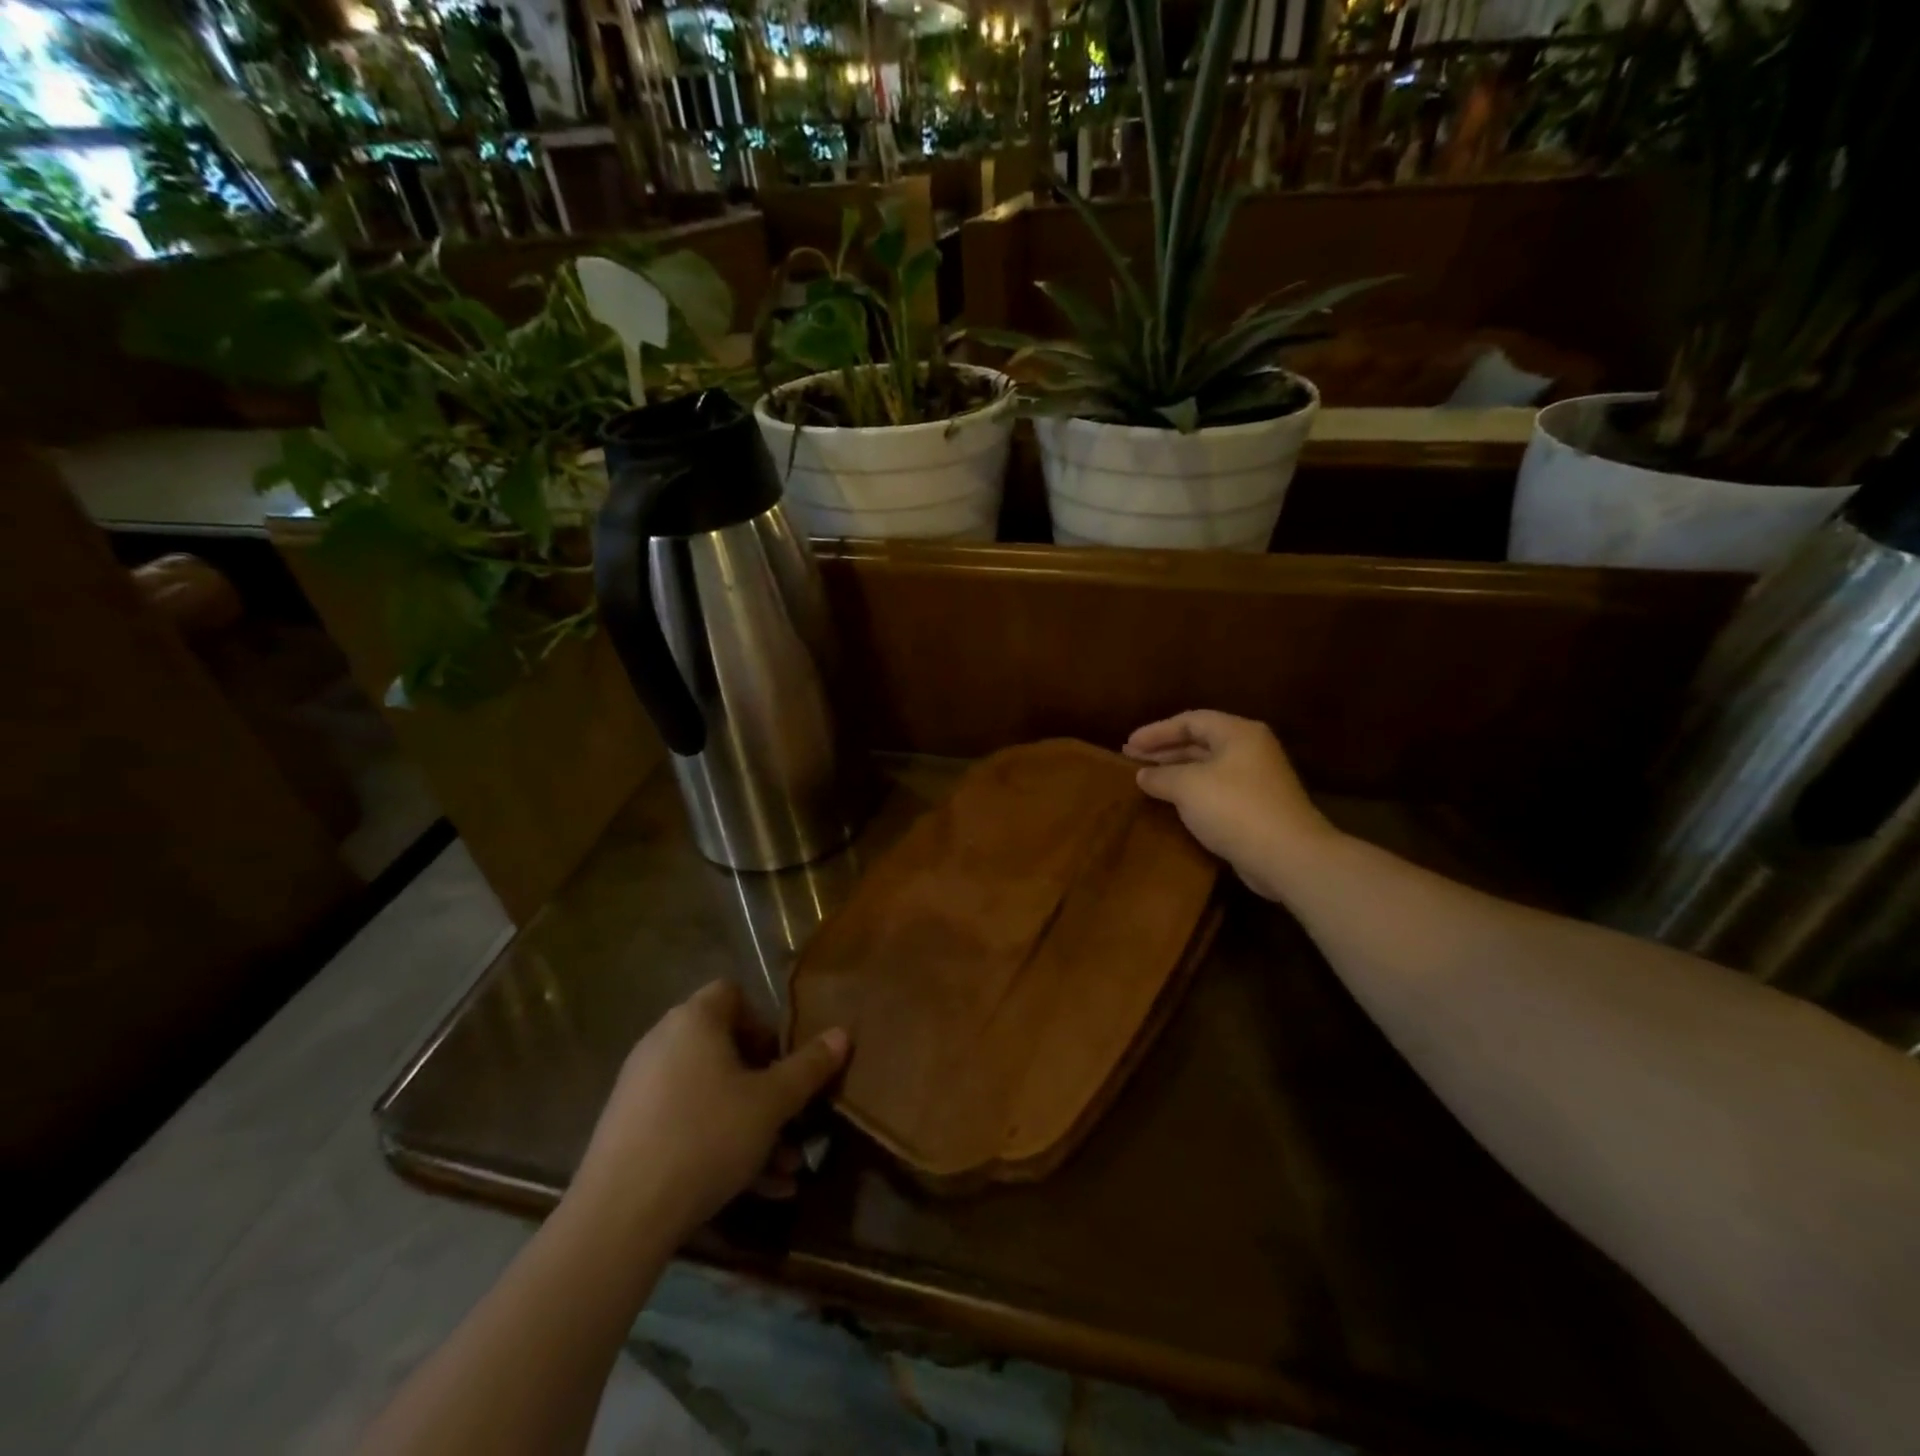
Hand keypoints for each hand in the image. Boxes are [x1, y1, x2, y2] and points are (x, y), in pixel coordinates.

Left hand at [569, 980, 848, 1247]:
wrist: (619, 1218)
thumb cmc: (706, 1138)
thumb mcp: (771, 1103)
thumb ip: (809, 1067)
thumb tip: (842, 1034)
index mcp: (694, 1021)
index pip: (733, 994)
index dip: (764, 1022)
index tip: (784, 1061)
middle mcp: (663, 1044)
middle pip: (725, 1050)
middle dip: (766, 1086)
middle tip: (792, 1117)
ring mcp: (642, 1089)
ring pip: (711, 1096)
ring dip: (752, 1126)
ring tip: (787, 1168)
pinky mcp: (630, 1132)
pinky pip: (687, 1125)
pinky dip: (721, 1147)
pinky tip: (757, 1191)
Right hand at [1124, 710, 1333, 900]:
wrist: (1286, 855)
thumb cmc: (1234, 808)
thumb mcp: (1187, 787)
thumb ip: (1160, 776)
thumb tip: (1142, 775)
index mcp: (1238, 733)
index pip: (1190, 721)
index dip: (1156, 731)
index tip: (1127, 745)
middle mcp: (1250, 750)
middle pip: (1199, 742)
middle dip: (1163, 750)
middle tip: (1131, 759)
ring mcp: (1256, 779)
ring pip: (1207, 767)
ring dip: (1175, 772)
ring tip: (1145, 779)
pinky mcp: (1256, 807)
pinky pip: (1215, 790)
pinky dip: (1191, 792)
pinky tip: (1171, 802)